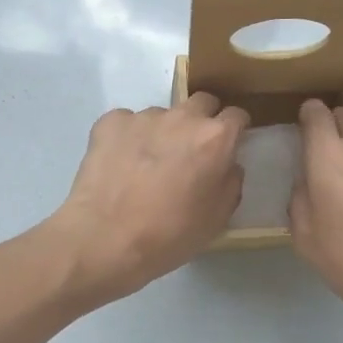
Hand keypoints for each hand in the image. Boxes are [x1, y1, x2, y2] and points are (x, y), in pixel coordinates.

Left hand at [47, 93, 249, 304]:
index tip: (228, 146)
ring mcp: (143, 116)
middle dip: (202, 121)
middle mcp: (182, 117)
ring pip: (162, 115)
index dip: (235, 130)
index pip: (237, 115)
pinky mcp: (110, 122)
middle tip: (191, 151)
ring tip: (147, 164)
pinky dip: (128, 137)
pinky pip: (127, 122)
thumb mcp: (217, 219)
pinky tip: (120, 164)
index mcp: (215, 138)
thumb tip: (227, 165)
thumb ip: (230, 183)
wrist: (105, 238)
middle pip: (201, 103)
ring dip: (162, 132)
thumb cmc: (169, 235)